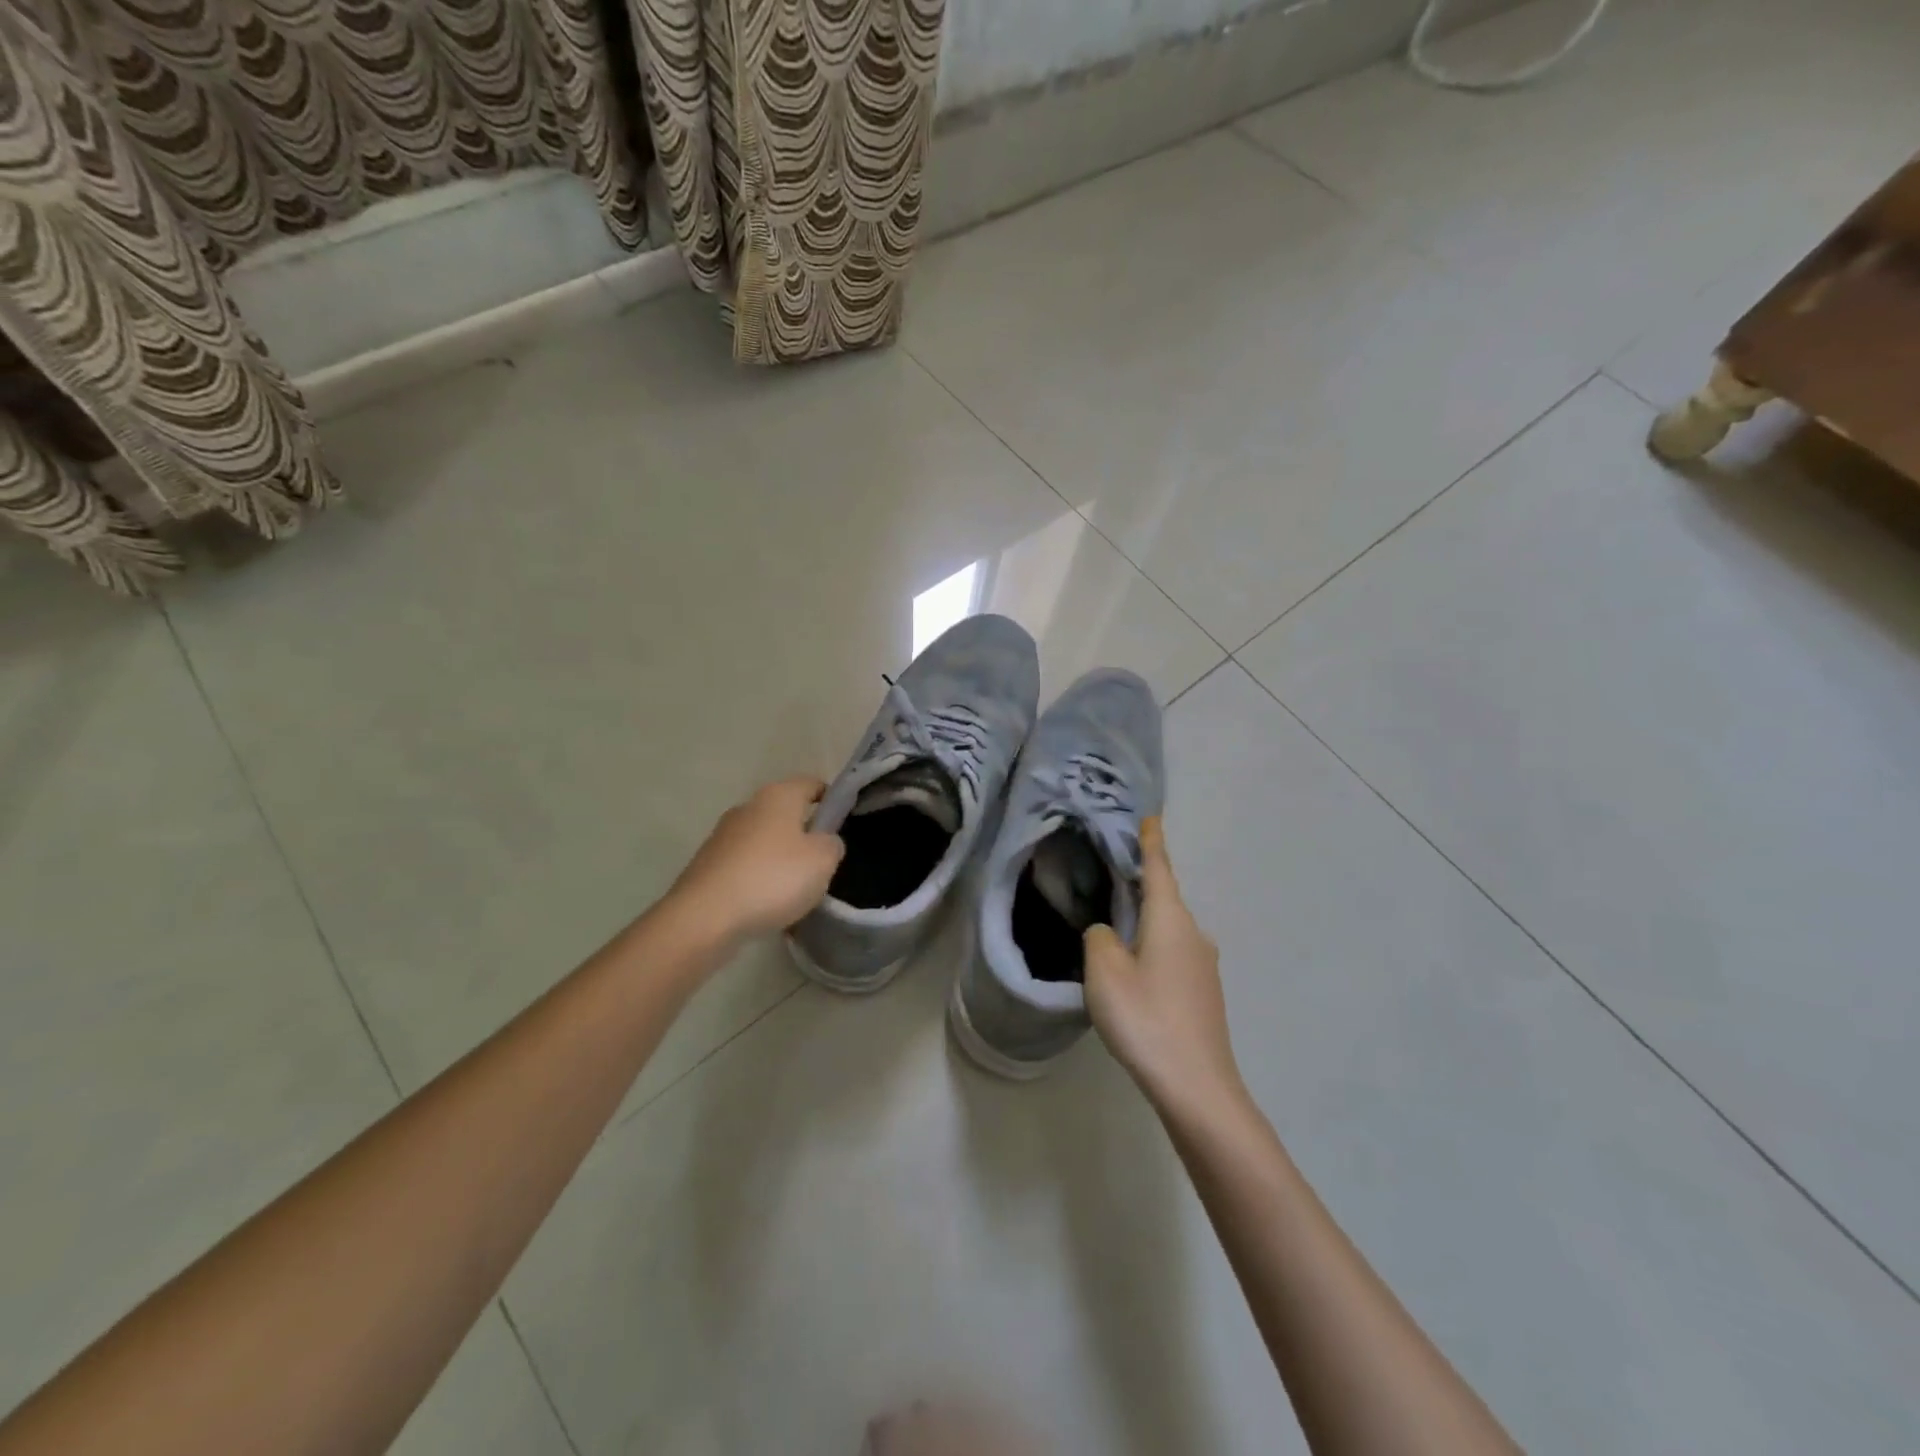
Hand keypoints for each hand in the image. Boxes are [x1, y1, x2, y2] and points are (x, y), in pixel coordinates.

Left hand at [668, 778, 844, 944]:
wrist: (704, 917)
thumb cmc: (773, 878)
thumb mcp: (823, 861)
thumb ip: (832, 844)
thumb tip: (824, 841)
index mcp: (778, 796)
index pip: (811, 784)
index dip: (831, 800)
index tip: (843, 823)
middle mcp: (748, 808)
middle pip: (786, 815)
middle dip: (805, 836)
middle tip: (822, 865)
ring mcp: (723, 837)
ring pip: (765, 844)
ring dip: (781, 862)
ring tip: (796, 893)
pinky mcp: (707, 866)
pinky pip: (745, 868)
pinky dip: (759, 882)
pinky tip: (768, 908)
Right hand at [1084, 818, 1241, 1111]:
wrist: (1197, 1086)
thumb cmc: (1146, 1017)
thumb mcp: (1104, 971)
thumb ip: (1100, 938)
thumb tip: (1109, 932)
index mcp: (1171, 919)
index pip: (1159, 868)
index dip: (1151, 842)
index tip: (1150, 817)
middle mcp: (1194, 933)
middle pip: (1164, 898)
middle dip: (1140, 884)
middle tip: (1110, 873)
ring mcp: (1204, 964)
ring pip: (1168, 928)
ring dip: (1144, 921)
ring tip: (1114, 925)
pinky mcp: (1204, 992)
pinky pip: (1173, 953)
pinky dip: (1152, 946)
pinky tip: (1134, 970)